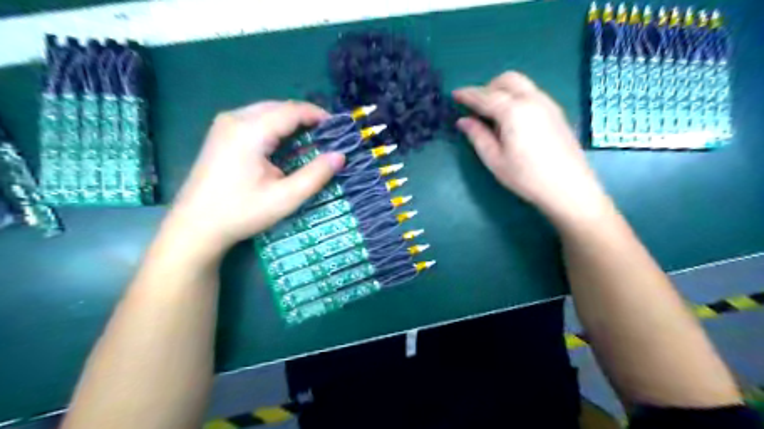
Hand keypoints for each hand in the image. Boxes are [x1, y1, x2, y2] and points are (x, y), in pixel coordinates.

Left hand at [166, 101, 346, 257]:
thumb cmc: (241, 212)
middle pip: (278, 107)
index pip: (291, 110)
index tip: (338, 128)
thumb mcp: (285, 198)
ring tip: (310, 139)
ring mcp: (224, 124)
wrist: (195, 226)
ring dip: (290, 121)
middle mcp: (235, 119)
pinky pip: (254, 119)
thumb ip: (315, 175)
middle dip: (305, 117)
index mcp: (250, 131)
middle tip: (326, 136)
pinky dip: (275, 126)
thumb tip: (340, 156)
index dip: (317, 115)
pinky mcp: (220, 134)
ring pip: (266, 111)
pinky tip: (283, 144)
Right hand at [452, 70, 608, 221]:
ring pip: (522, 84)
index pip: (485, 96)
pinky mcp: (556, 112)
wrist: (569, 188)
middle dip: (487, 88)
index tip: (454, 94)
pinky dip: (517, 97)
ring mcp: (547, 104)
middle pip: (507, 80)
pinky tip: (513, 119)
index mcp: (513, 111)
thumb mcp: (494, 159)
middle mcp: (532, 99)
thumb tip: (463, 120)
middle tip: (475, 107)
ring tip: (492, 114)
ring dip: (503, 91)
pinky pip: (532, 94)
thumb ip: (477, 136)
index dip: (467, 94)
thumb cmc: (526, 177)